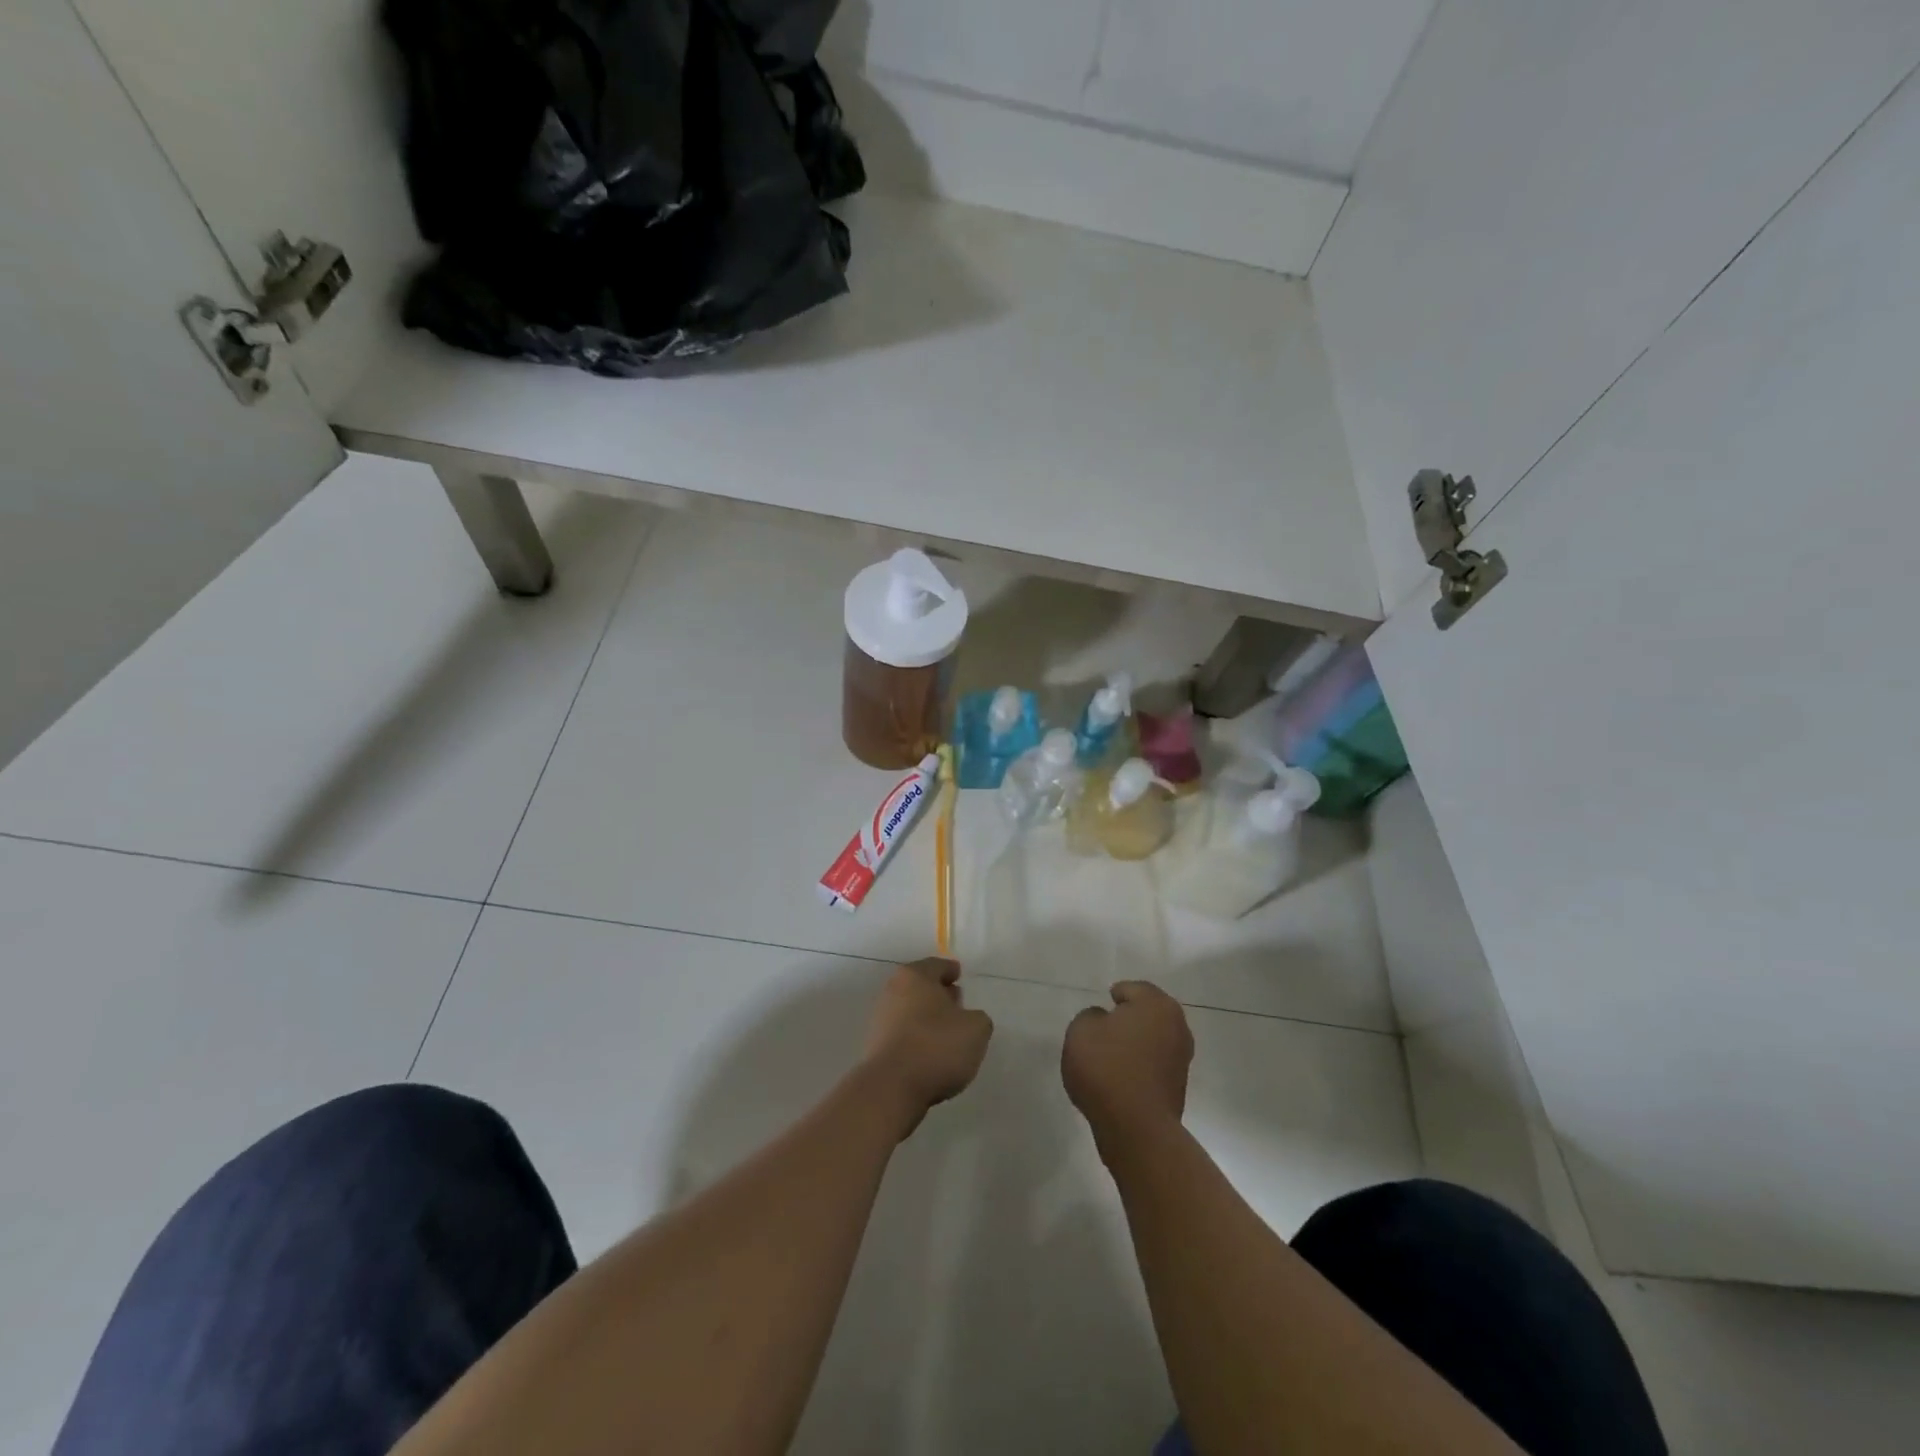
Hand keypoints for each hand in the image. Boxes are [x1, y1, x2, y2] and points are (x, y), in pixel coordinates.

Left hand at [862, 959, 992, 1136]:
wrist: (892, 1088)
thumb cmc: (936, 1047)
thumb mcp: (976, 1029)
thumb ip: (978, 1018)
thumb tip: (967, 1019)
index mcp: (915, 976)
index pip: (937, 965)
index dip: (951, 970)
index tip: (959, 975)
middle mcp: (893, 991)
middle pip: (920, 986)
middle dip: (939, 993)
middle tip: (957, 1002)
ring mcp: (881, 1019)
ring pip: (911, 1010)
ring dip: (928, 1018)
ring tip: (949, 1033)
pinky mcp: (876, 1046)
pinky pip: (903, 1034)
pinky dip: (917, 1037)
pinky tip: (932, 1053)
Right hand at [1062, 981, 1193, 1147]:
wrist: (1135, 1128)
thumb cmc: (1107, 1067)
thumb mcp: (1081, 1030)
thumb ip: (1091, 1016)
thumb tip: (1104, 1022)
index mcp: (1157, 1004)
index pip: (1133, 989)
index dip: (1115, 995)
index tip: (1103, 1004)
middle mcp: (1177, 1026)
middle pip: (1148, 1014)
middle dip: (1129, 1018)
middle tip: (1105, 1027)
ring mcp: (1182, 1059)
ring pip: (1153, 1041)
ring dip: (1136, 1044)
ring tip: (1110, 1055)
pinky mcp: (1178, 1088)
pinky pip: (1154, 1066)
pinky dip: (1140, 1066)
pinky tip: (1120, 1077)